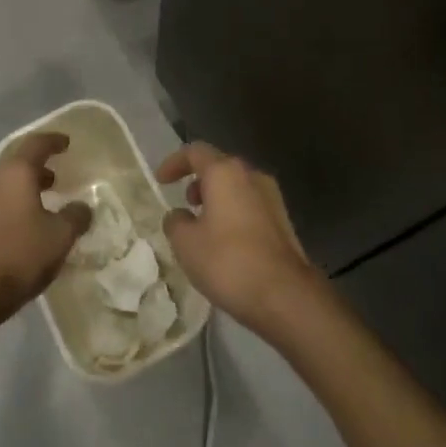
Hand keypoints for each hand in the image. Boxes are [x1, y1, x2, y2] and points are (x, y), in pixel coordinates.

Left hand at [0, 133, 92, 333]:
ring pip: (4, 186)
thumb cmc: (17, 255)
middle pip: (17, 165)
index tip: (66, 143)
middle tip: (56, 179)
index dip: (53, 141)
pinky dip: (12, 207)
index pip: (36, 144)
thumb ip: (75, 217)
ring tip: (43, 205)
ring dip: (24, 190)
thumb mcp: (59, 237)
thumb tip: (82, 207)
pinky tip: (24, 229)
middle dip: (38, 169)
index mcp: (15, 172)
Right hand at [158, 142, 322, 337]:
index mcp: (225, 172)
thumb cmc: (228, 261)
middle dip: (198, 181)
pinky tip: (226, 242)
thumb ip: (175, 222)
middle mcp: (251, 175)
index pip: (195, 152)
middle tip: (185, 203)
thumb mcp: (186, 244)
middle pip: (219, 167)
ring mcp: (272, 197)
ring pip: (237, 186)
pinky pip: (251, 205)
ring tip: (203, 226)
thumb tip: (179, 215)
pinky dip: (233, 212)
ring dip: (217, 198)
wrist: (285, 294)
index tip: (161, 181)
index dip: (174, 163)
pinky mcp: (283, 220)